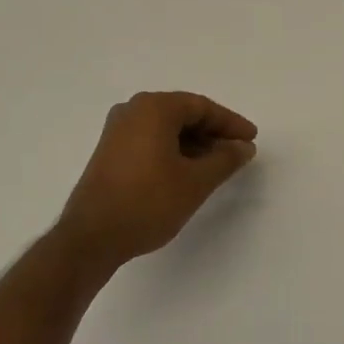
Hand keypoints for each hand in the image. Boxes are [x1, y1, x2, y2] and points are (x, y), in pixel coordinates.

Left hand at [55, 91, 257, 273]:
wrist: (91, 237)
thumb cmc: (148, 202)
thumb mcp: (195, 181)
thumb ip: (225, 159)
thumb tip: (243, 147)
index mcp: (154, 108)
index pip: (201, 107)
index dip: (230, 123)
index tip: (251, 139)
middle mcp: (133, 110)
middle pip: (183, 114)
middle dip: (213, 132)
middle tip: (238, 151)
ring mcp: (117, 130)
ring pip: (166, 128)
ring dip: (194, 143)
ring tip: (217, 165)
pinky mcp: (110, 151)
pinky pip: (150, 140)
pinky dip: (173, 150)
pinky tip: (188, 171)